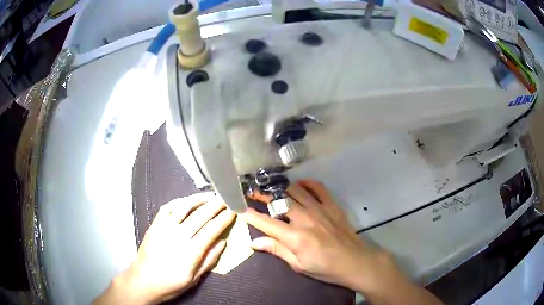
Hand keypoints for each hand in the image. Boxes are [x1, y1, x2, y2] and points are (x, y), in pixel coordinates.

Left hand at [94, 193, 235, 304]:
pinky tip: (187, 201)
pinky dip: (179, 202)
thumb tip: (223, 242)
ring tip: (209, 195)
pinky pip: (167, 208)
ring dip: (198, 200)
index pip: (211, 230)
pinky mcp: (154, 225)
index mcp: (190, 253)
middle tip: (225, 197)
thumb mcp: (194, 278)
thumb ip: (209, 260)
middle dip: (215, 205)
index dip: (223, 219)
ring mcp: (164, 229)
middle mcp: (177, 237)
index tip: (232, 211)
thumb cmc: (171, 283)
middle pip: (199, 216)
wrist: (143, 281)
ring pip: (183, 208)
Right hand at [244, 180, 384, 288]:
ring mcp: (319, 209)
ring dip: (281, 188)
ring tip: (273, 189)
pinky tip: (300, 185)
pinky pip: (318, 188)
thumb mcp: (298, 265)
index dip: (250, 214)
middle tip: (253, 193)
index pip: (265, 222)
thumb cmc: (324, 267)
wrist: (354, 261)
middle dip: (262, 195)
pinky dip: (307, 183)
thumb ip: (276, 250)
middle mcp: (304, 218)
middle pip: (278, 201)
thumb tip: (253, 243)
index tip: (240, 207)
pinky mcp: (331, 205)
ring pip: (295, 190)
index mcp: (294, 237)